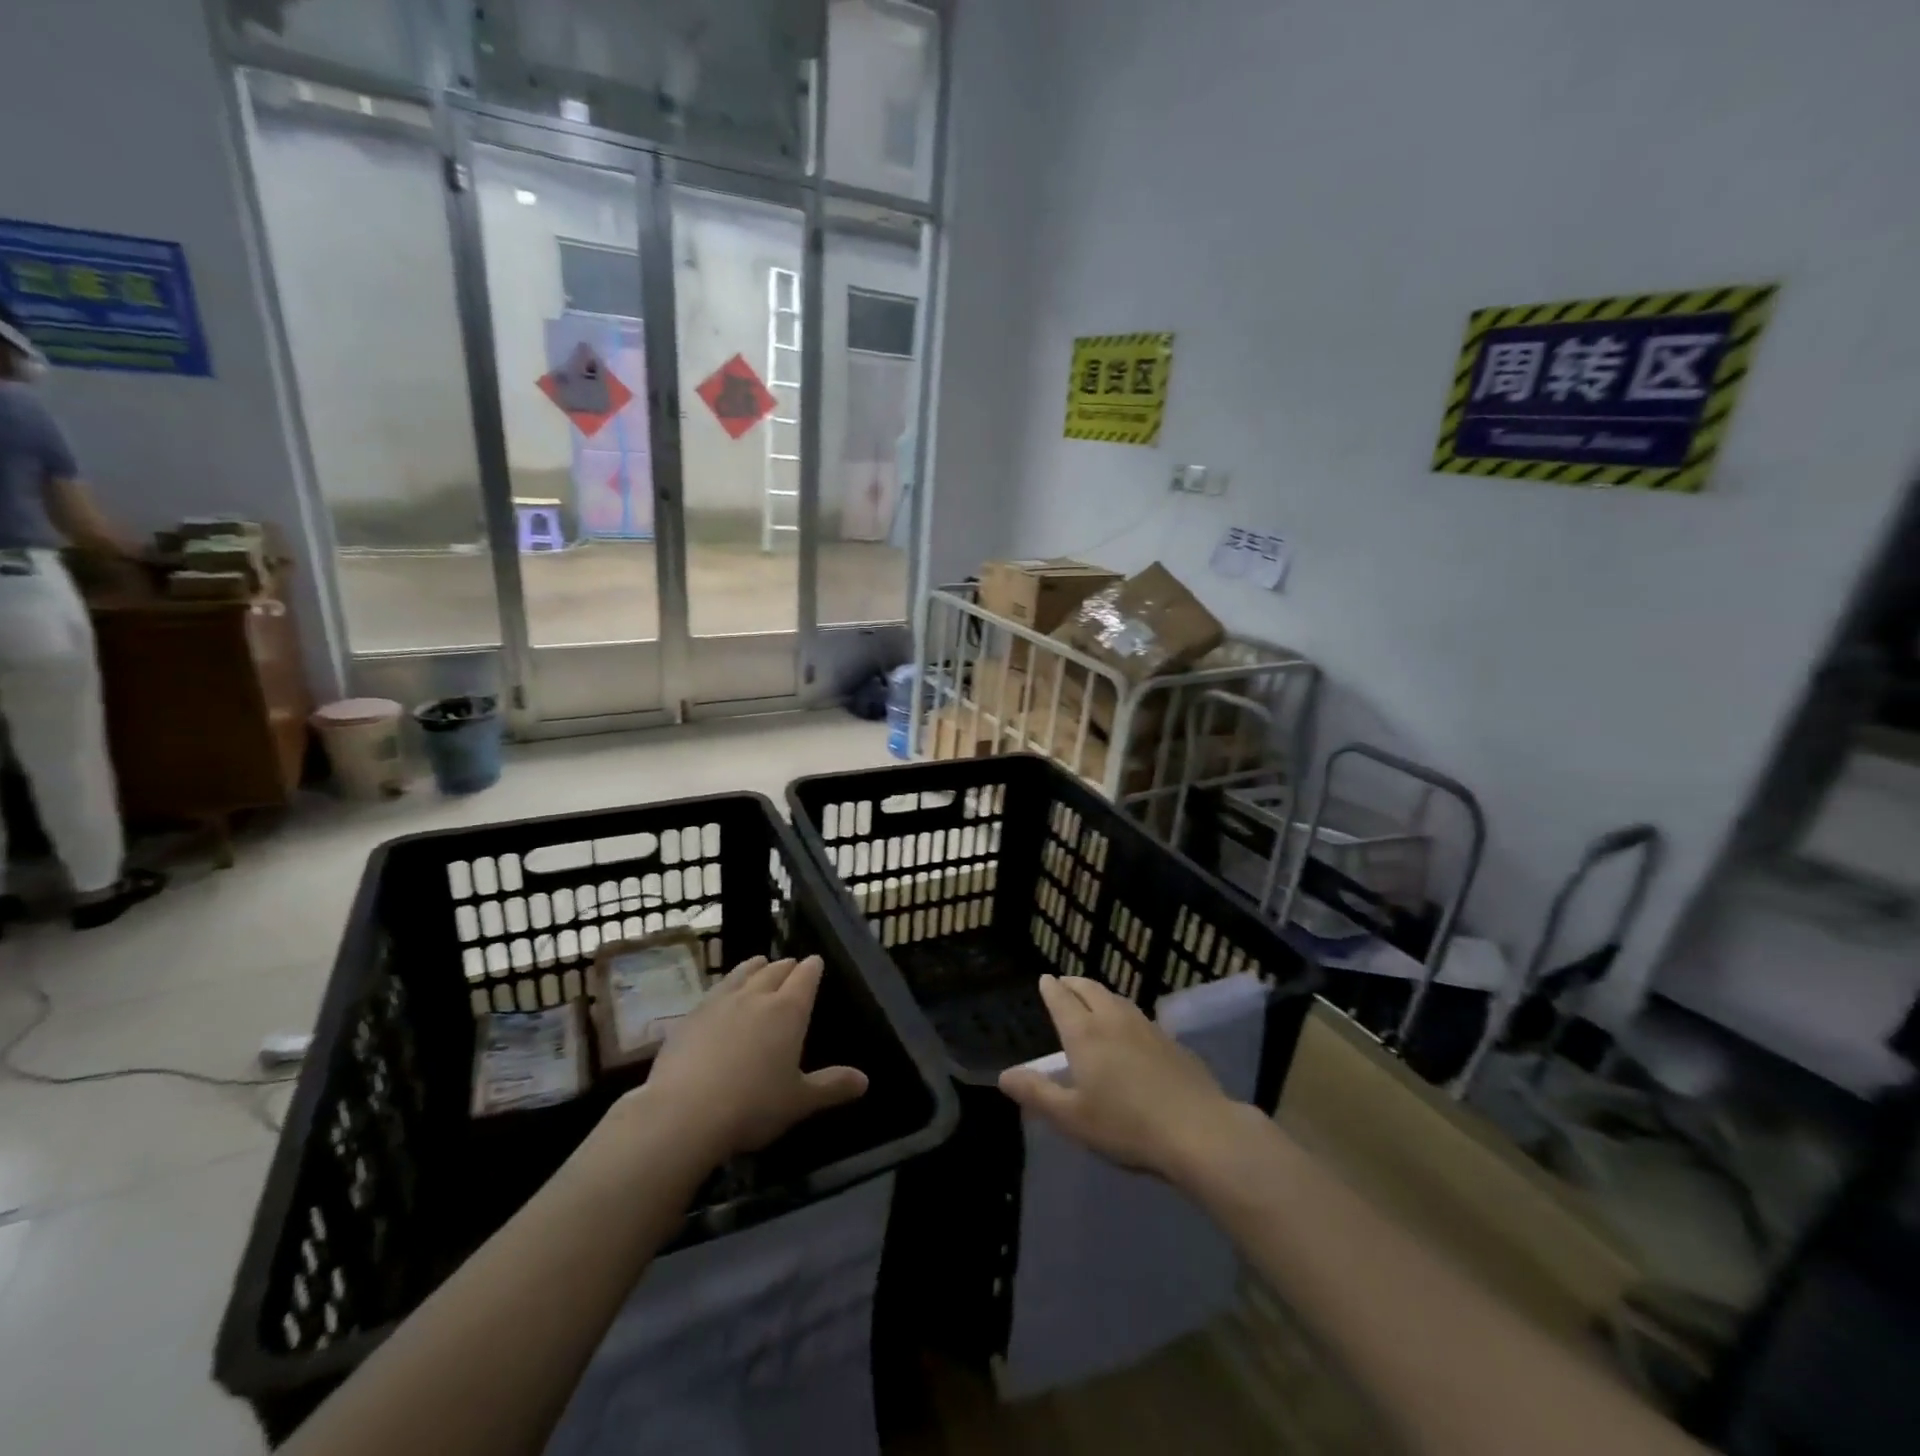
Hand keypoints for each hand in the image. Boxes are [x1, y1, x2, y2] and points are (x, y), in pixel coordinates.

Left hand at [632, 955, 868, 1163]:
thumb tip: (865, 1081)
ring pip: (742, 973)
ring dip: (754, 966)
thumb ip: (831, 1086)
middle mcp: (756, 996)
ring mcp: (720, 1002)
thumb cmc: (752, 1106)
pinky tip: (721, 995)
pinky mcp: (690, 1016)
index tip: (816, 962)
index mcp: (788, 1011)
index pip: (806, 976)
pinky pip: (714, 990)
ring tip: (758, 963)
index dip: (813, 967)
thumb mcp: (799, 1101)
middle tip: (791, 966)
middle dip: (786, 966)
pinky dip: (725, 986)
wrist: (683, 1113)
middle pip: (774, 970)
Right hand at [998, 974, 1240, 1180]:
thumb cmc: (1126, 1126)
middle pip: (1090, 990)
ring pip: (1117, 999)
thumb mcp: (1072, 1117)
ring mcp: (1146, 1027)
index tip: (1045, 979)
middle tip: (1065, 982)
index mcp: (1085, 1034)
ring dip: (1100, 994)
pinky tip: (1129, 1028)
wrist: (1198, 1130)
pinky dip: (1123, 1011)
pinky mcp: (1171, 1041)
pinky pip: (1138, 1015)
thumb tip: (1004, 1074)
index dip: (1051, 988)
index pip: (1062, 1000)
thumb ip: (1037, 1093)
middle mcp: (1113, 1020)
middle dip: (1074, 983)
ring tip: (1093, 998)